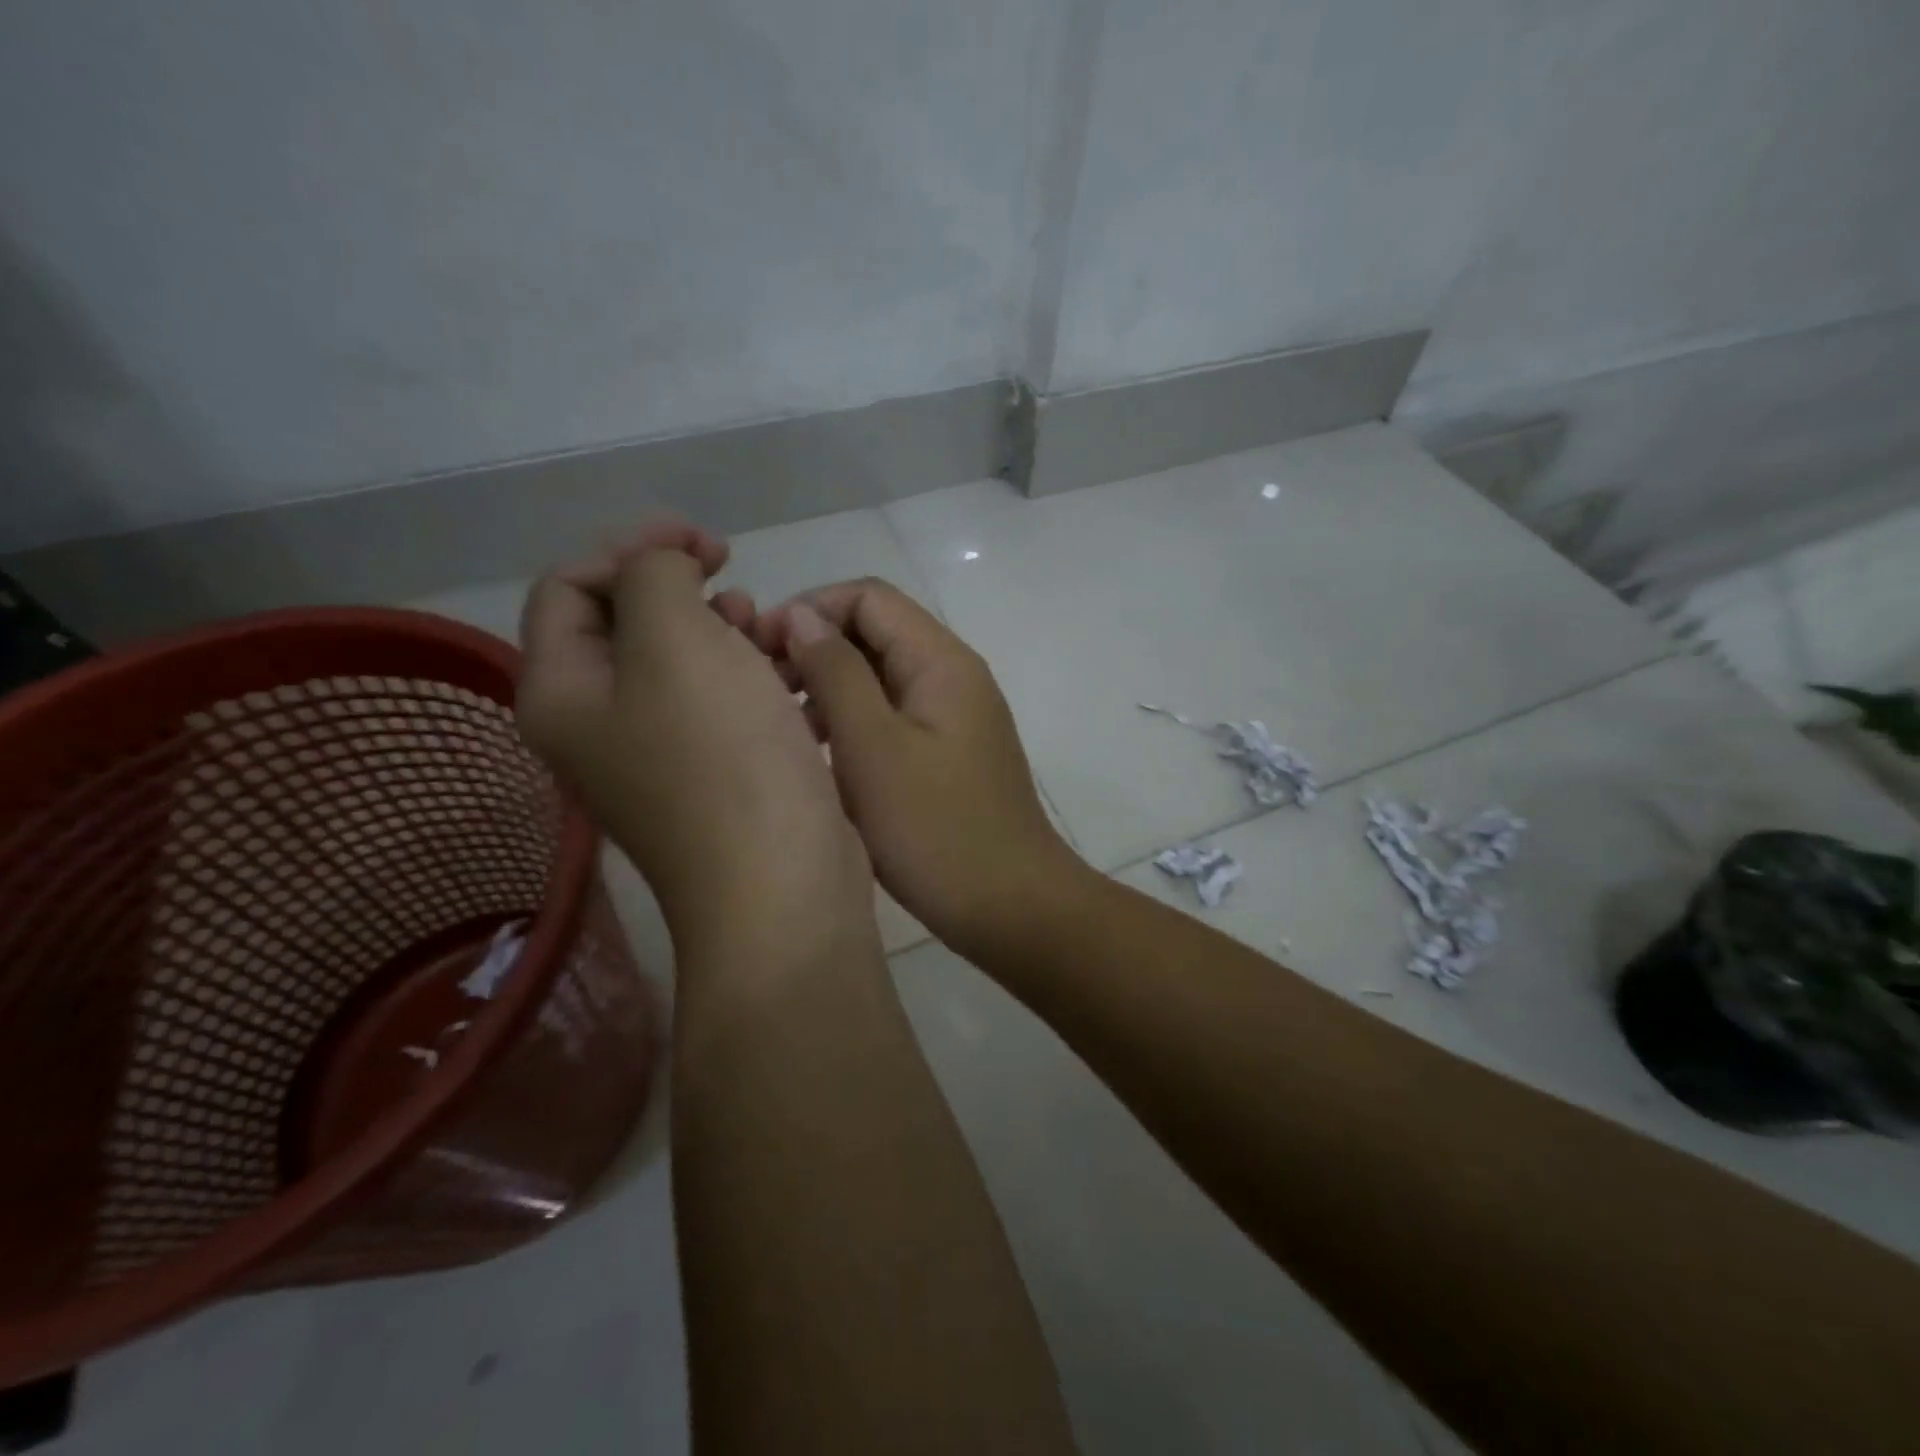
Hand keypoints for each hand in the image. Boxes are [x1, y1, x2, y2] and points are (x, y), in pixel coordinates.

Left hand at [516, 523, 873, 964]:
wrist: (781, 883)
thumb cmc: (723, 757)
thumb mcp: (676, 641)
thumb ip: (654, 576)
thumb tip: (664, 571)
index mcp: (563, 693)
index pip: (569, 586)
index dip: (632, 547)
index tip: (706, 542)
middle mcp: (598, 727)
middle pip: (625, 625)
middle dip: (681, 589)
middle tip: (736, 584)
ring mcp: (658, 758)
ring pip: (681, 664)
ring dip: (723, 631)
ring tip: (770, 631)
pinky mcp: (714, 778)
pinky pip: (719, 703)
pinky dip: (748, 675)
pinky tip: (791, 674)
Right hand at [756, 579, 1078, 954]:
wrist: (1009, 906)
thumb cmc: (935, 828)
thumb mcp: (872, 746)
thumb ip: (836, 673)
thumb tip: (800, 615)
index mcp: (941, 662)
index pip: (869, 598)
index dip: (810, 609)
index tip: (759, 647)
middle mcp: (953, 678)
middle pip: (876, 634)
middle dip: (815, 649)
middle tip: (762, 691)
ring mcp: (953, 719)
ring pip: (880, 679)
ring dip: (830, 689)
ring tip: (783, 726)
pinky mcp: (947, 756)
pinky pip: (892, 719)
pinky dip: (852, 724)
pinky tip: (819, 755)